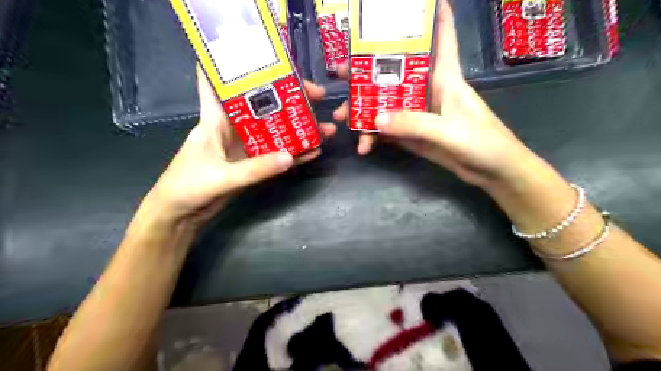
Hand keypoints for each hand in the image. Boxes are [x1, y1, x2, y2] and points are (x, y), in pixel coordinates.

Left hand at [139, 68, 335, 227]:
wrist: (182, 216)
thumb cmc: (188, 188)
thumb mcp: (221, 176)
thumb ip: (255, 168)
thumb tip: (290, 156)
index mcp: (215, 119)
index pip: (218, 81)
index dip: (232, 63)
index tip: (260, 52)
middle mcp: (233, 128)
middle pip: (263, 105)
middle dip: (289, 98)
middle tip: (317, 95)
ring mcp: (245, 147)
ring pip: (275, 131)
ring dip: (298, 129)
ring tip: (325, 127)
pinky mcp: (252, 164)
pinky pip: (277, 156)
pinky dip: (294, 154)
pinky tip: (313, 151)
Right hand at [333, 0, 532, 187]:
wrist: (493, 172)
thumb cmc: (483, 142)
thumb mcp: (449, 131)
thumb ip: (414, 124)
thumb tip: (376, 118)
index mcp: (445, 78)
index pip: (441, 37)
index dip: (432, 15)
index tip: (409, 3)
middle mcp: (429, 91)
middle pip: (396, 73)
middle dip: (367, 70)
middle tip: (341, 72)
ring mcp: (419, 115)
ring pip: (387, 104)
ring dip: (364, 109)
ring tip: (342, 118)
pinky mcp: (414, 135)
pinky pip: (389, 130)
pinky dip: (374, 135)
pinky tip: (364, 145)